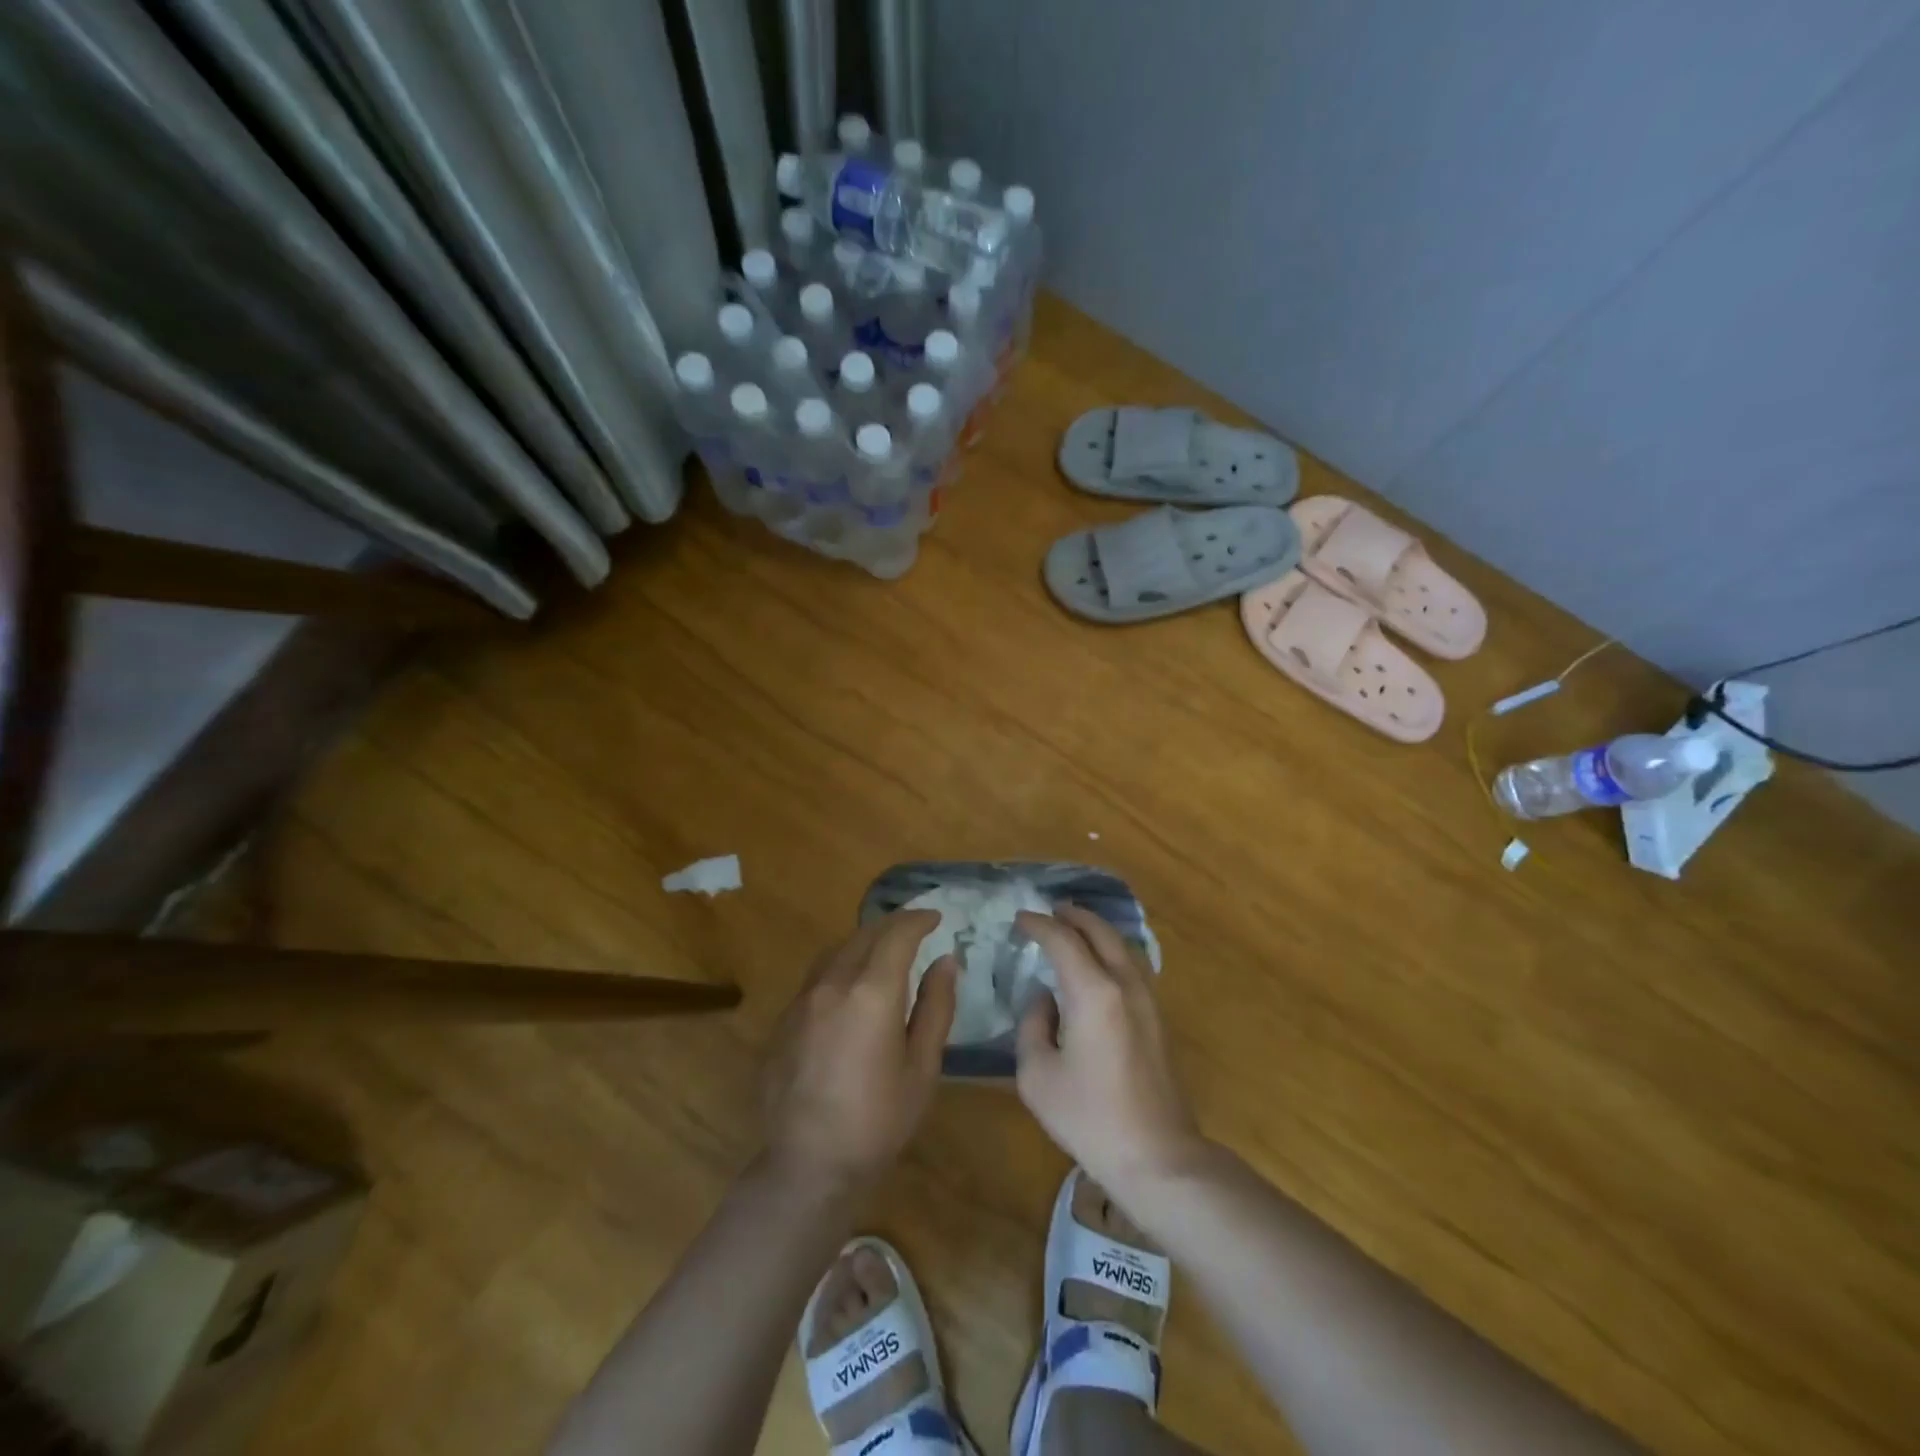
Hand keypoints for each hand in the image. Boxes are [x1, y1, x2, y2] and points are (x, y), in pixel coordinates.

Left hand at [763, 910, 955, 1192]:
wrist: (807, 1166)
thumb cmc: (878, 1121)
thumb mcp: (922, 1068)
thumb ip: (935, 1007)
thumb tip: (945, 962)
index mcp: (871, 992)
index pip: (897, 934)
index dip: (918, 919)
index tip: (936, 918)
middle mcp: (833, 983)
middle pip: (864, 934)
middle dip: (893, 926)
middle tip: (916, 931)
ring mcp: (802, 1000)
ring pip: (836, 950)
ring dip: (864, 942)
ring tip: (885, 953)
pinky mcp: (784, 1019)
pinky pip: (817, 976)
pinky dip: (841, 966)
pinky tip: (851, 989)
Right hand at [1015, 906, 1206, 1200]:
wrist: (1157, 1156)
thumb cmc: (1089, 1117)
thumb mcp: (1037, 1075)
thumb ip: (1033, 1025)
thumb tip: (1045, 1000)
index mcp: (1093, 992)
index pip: (1063, 940)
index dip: (1039, 924)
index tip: (1020, 919)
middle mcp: (1124, 984)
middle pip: (1100, 932)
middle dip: (1073, 916)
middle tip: (1049, 911)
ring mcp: (1148, 999)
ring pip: (1123, 945)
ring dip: (1096, 930)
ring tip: (1074, 928)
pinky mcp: (1158, 1018)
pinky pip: (1133, 965)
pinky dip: (1112, 950)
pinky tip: (1099, 963)